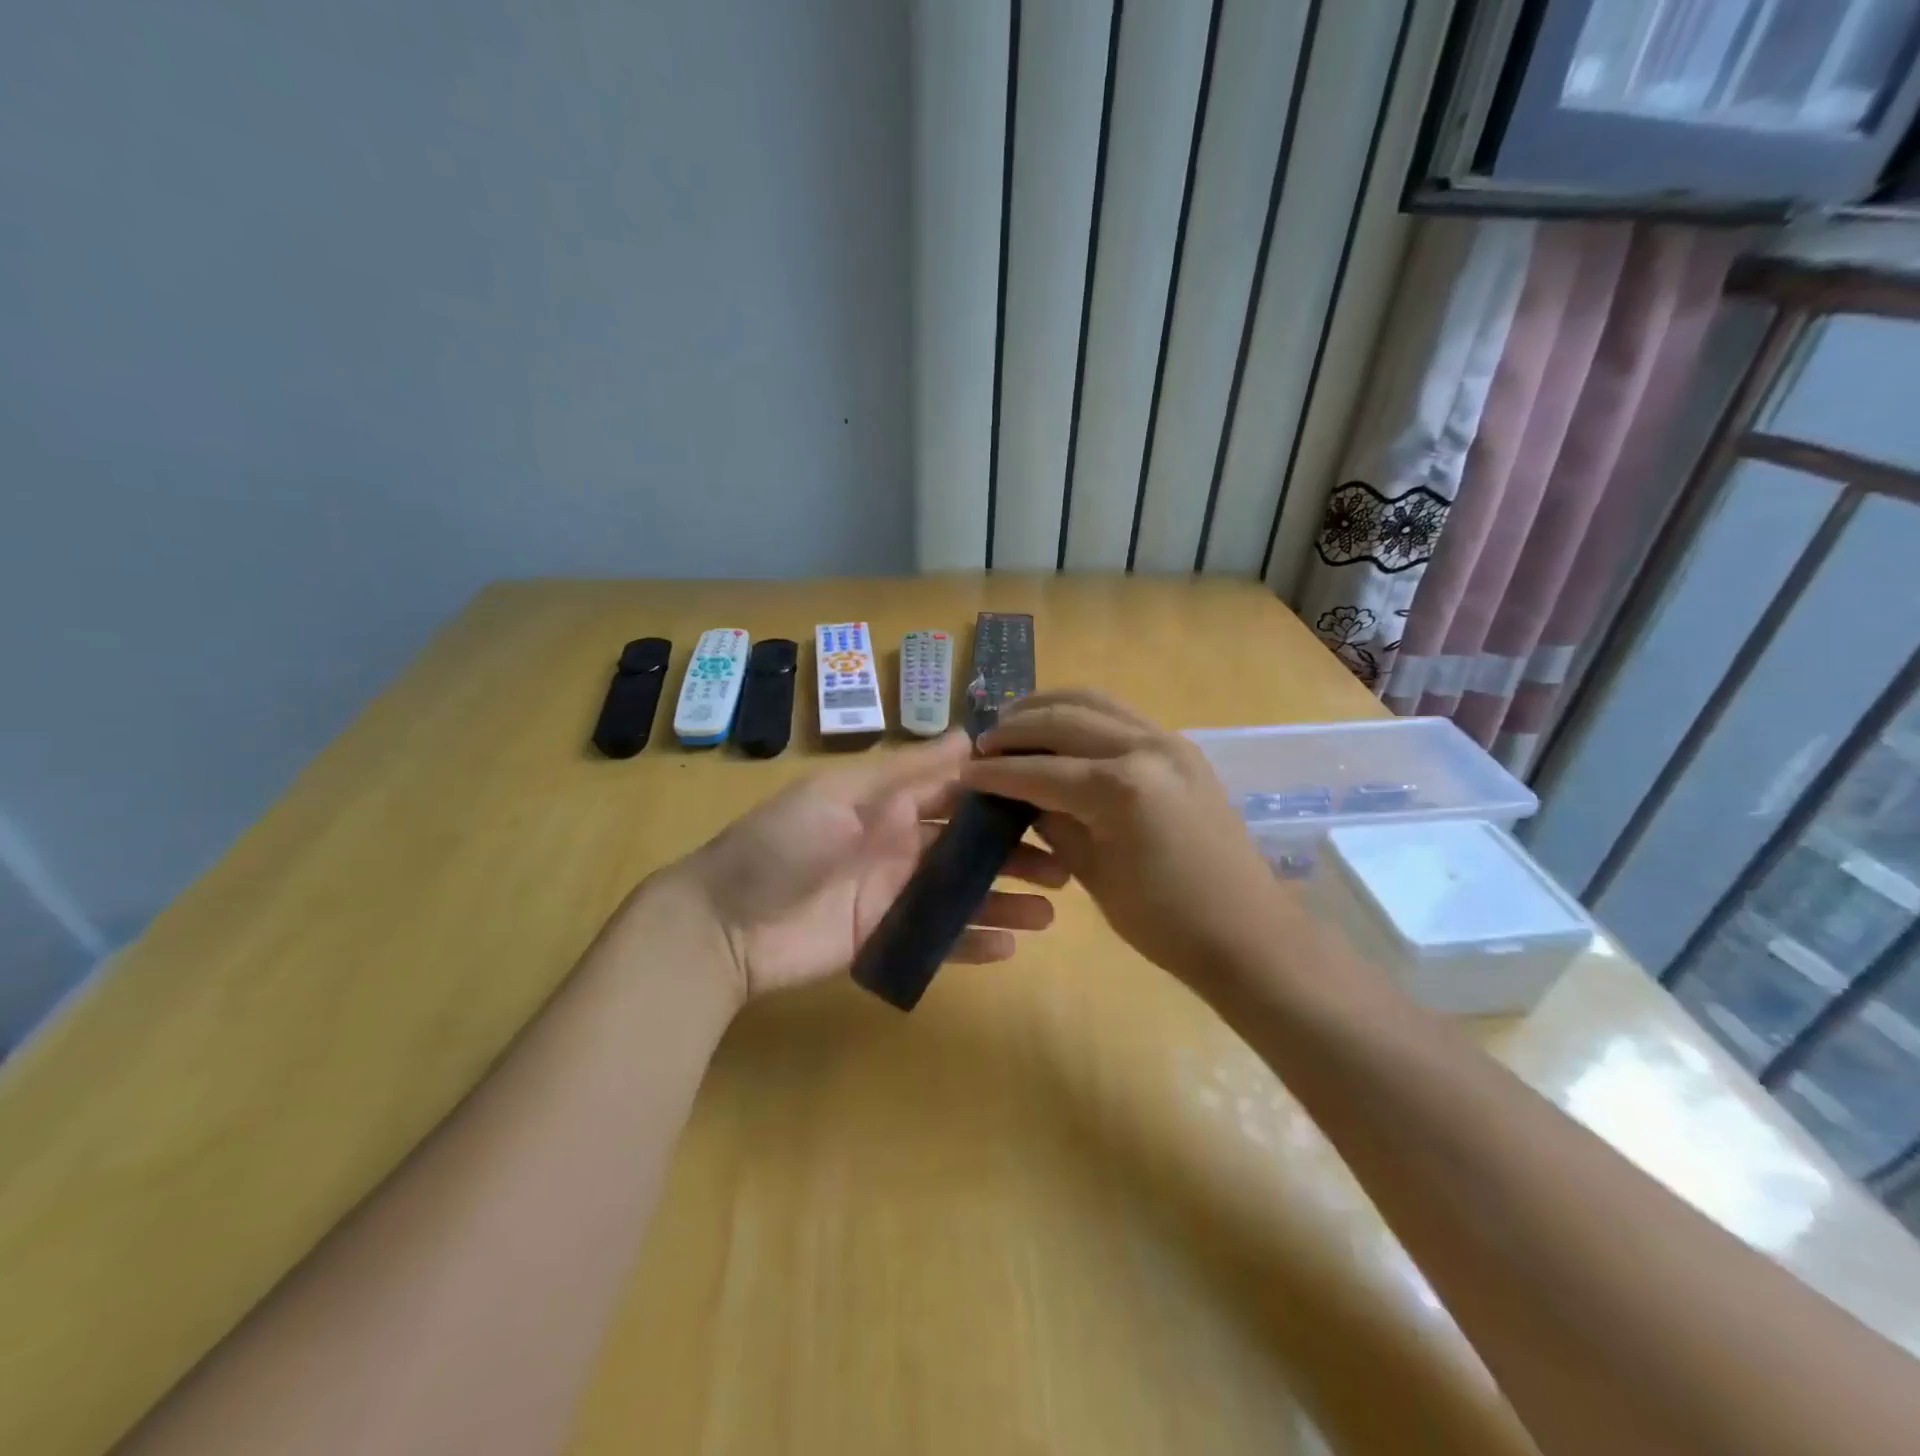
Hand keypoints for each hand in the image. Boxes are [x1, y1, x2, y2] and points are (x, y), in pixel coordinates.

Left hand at [663, 731, 1064, 1002]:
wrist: (722, 925)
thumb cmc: (782, 844)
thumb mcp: (841, 795)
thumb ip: (907, 771)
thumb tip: (970, 733)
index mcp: (889, 804)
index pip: (957, 791)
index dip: (1001, 793)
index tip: (1052, 795)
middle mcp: (900, 845)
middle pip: (969, 846)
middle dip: (1015, 852)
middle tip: (1066, 863)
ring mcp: (895, 895)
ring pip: (963, 894)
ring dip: (1005, 898)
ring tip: (1053, 910)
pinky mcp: (886, 940)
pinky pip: (939, 940)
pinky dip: (973, 942)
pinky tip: (1011, 945)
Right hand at [964, 691, 1282, 990]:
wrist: (1247, 932)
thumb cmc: (1165, 922)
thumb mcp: (1094, 875)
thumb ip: (1054, 825)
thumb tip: (1023, 798)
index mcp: (1120, 788)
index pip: (1040, 770)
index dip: (996, 772)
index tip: (963, 773)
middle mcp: (1145, 748)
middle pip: (1064, 719)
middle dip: (1016, 727)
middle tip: (984, 742)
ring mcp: (1169, 742)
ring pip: (1095, 702)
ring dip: (1049, 706)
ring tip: (1015, 720)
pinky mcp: (1182, 748)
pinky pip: (1121, 715)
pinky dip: (1083, 714)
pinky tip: (1062, 730)